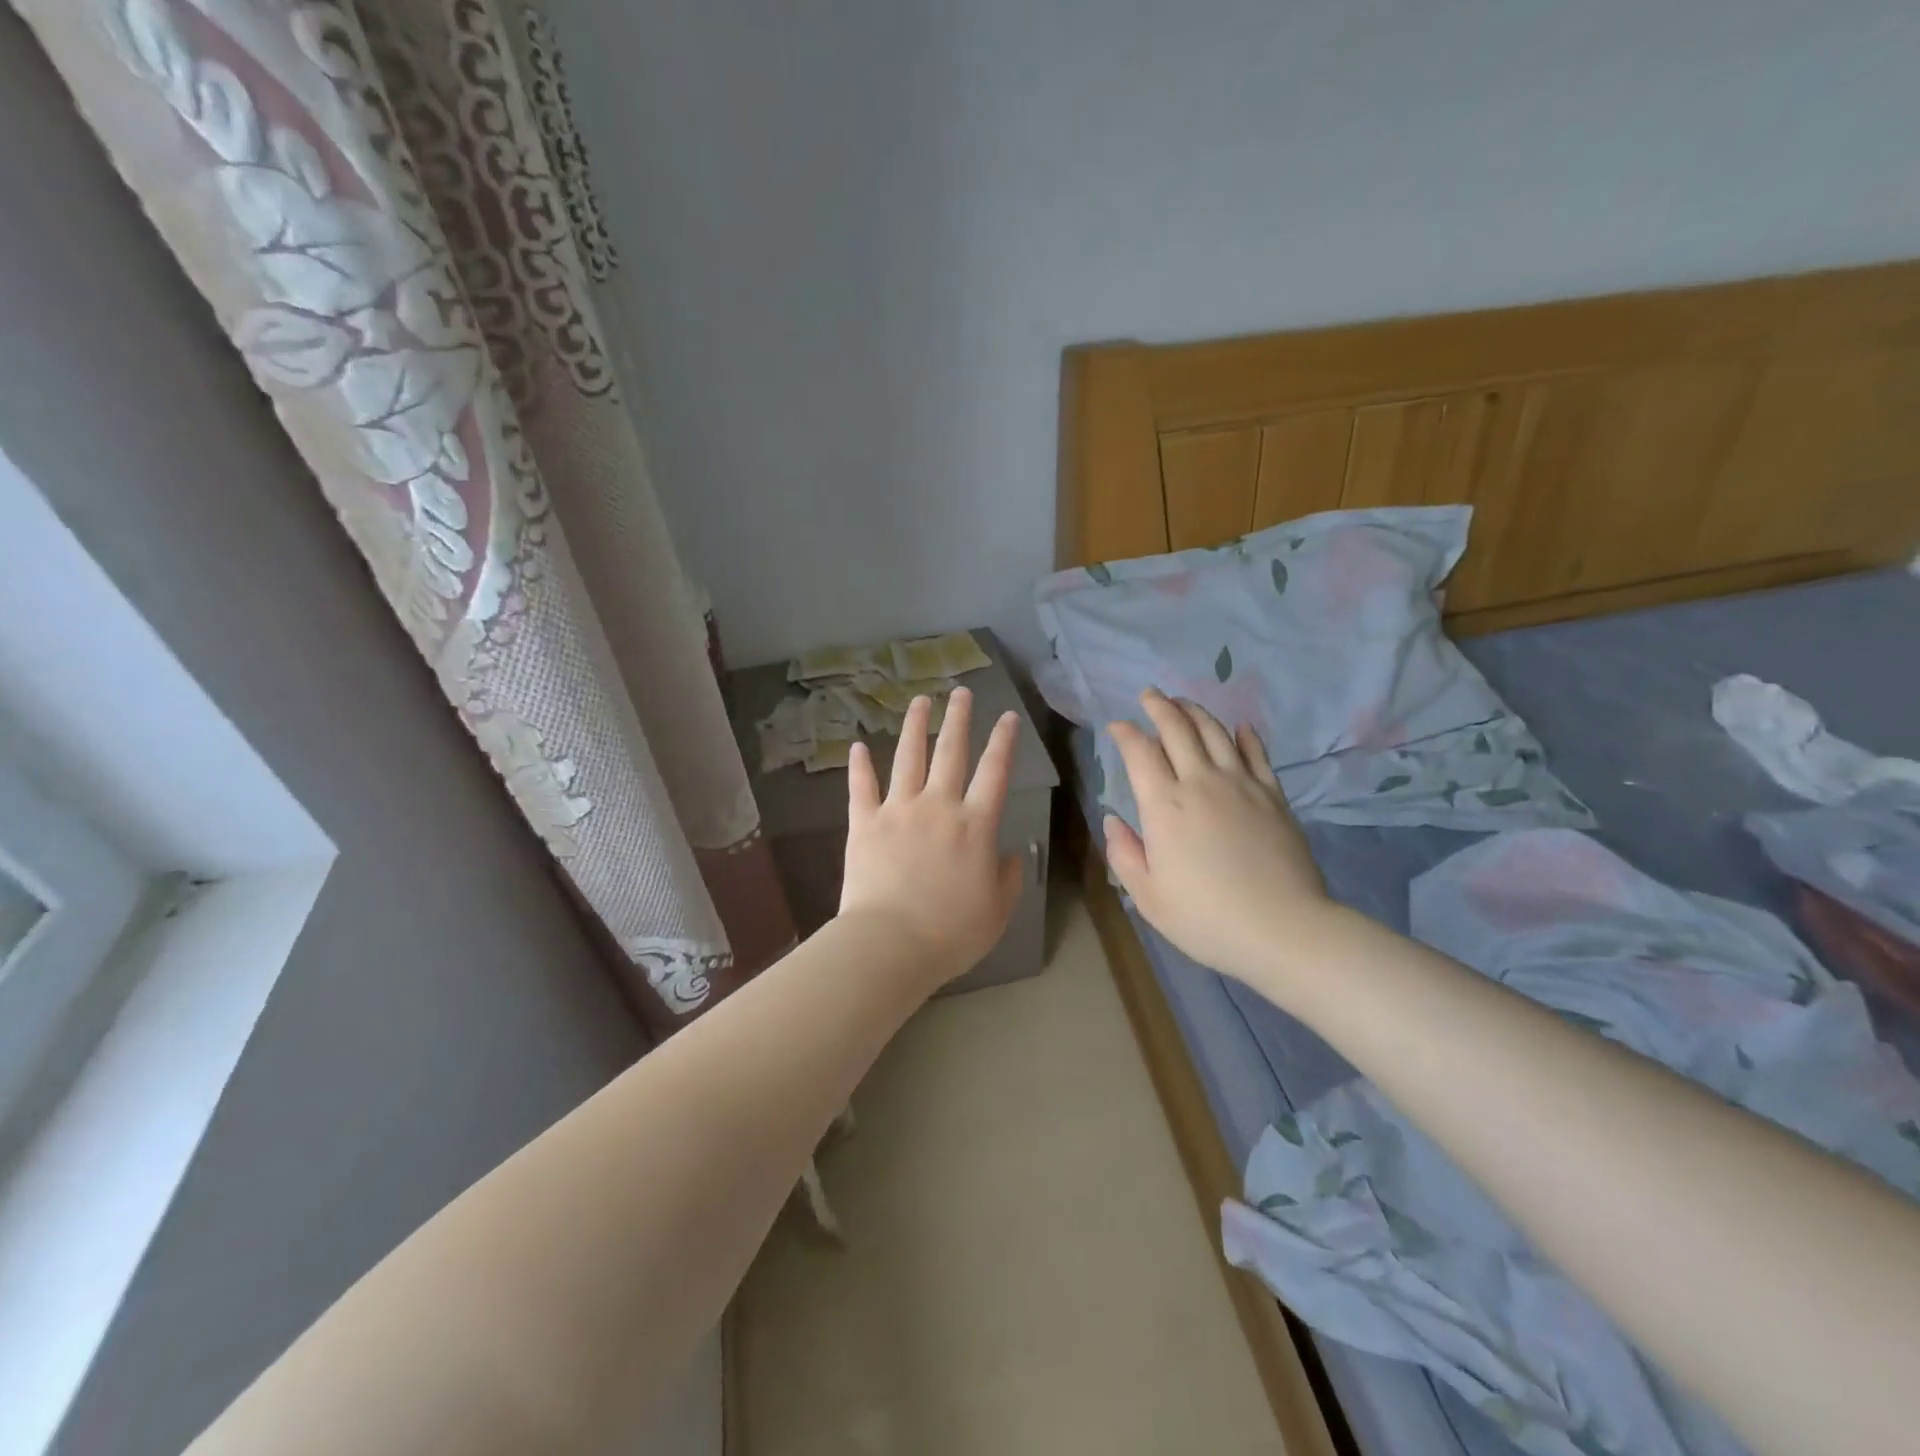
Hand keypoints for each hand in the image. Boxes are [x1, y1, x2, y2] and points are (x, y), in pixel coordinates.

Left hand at [838, 687, 1024, 990]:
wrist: (890, 944)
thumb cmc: (951, 932)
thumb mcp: (997, 911)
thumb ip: (1008, 877)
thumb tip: (1012, 854)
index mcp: (975, 825)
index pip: (995, 772)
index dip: (1004, 742)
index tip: (1008, 717)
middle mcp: (938, 806)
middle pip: (950, 752)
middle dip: (958, 719)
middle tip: (961, 692)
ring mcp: (898, 811)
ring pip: (907, 758)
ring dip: (914, 727)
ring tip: (920, 701)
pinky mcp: (864, 824)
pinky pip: (862, 788)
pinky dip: (859, 766)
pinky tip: (857, 746)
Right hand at [1103, 689, 1332, 987]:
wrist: (1282, 929)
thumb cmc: (1206, 918)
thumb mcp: (1148, 897)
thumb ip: (1124, 854)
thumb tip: (1112, 819)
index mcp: (1164, 807)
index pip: (1139, 753)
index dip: (1125, 733)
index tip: (1117, 726)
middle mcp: (1200, 783)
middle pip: (1177, 729)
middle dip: (1159, 707)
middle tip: (1149, 695)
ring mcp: (1241, 785)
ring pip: (1215, 733)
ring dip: (1196, 712)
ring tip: (1184, 702)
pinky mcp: (1273, 795)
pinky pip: (1256, 754)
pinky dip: (1245, 736)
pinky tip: (1239, 727)